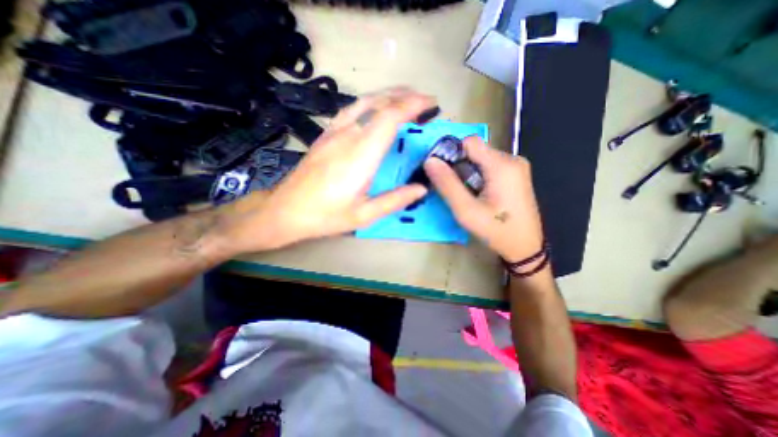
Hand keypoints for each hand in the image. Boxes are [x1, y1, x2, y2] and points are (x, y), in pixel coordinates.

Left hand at [221, 89, 434, 251]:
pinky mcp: (325, 135)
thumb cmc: (327, 215)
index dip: (413, 104)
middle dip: (405, 96)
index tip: (431, 104)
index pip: (390, 116)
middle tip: (425, 101)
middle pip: (379, 103)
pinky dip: (369, 102)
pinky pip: (350, 109)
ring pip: (364, 101)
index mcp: (361, 154)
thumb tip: (422, 188)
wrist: (286, 210)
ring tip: (406, 98)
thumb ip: (395, 200)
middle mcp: (348, 135)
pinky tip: (374, 107)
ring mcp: (334, 132)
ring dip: (388, 95)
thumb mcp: (365, 215)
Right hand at [424, 136, 542, 261]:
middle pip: (475, 150)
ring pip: (481, 159)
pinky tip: (479, 195)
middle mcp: (511, 159)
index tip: (443, 173)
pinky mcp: (516, 175)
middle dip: (460, 166)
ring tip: (467, 195)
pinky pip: (490, 167)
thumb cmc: (496, 230)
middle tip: (455, 190)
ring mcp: (516, 167)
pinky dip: (478, 176)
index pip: (469, 142)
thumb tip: (429, 161)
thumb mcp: (466, 210)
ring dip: (468, 173)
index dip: (452, 154)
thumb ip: (447, 184)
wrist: (526, 248)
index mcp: (502, 165)